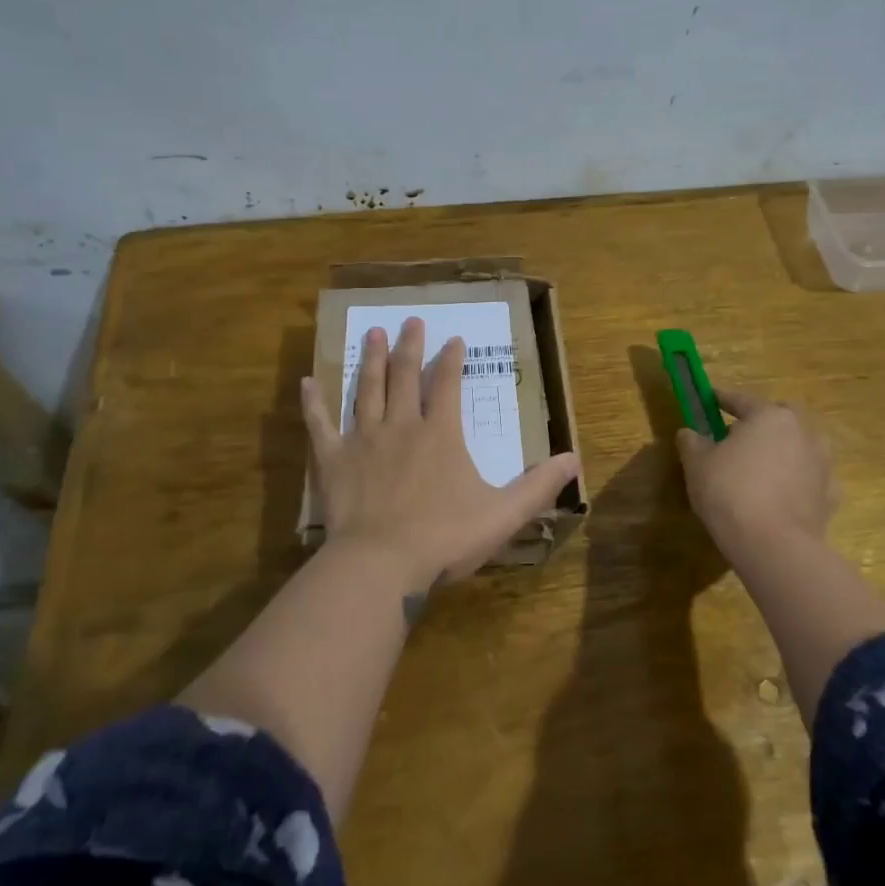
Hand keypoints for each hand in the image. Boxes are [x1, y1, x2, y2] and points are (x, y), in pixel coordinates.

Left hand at [300, 317, 581, 593]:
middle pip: (405, 377)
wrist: (381, 564)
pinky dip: (314, 403)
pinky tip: (309, 382)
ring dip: (371, 360)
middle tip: (410, 321)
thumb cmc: (444, 538)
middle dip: (409, 346)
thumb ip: (539, 486)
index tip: (454, 339)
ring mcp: (363, 440)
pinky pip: (320, 425)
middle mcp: (401, 426)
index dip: (452, 360)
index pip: (448, 385)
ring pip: (367, 390)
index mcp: (440, 434)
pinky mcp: (332, 460)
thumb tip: (575, 459)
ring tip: (373, 333)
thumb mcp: (504, 514)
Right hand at [676, 388, 836, 563]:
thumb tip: (689, 433)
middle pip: (782, 417)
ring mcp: (822, 464)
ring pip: (801, 446)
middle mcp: (803, 432)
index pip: (743, 399)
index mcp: (770, 416)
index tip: (710, 398)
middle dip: (763, 421)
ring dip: (783, 450)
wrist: (774, 545)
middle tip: (740, 436)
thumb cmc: (730, 492)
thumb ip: (692, 442)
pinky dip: (796, 481)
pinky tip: (780, 496)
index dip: (723, 399)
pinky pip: (809, 478)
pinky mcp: (831, 495)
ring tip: (762, 467)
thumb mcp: (697, 464)